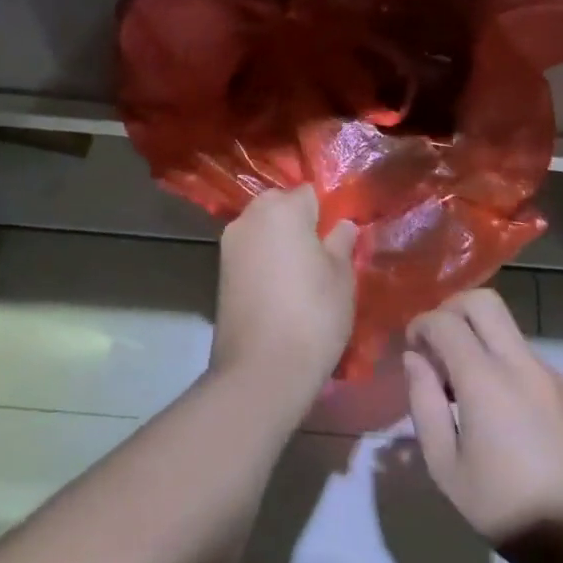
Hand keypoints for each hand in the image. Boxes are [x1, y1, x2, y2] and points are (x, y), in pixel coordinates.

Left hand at [213, 186, 357, 404]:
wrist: (261, 370)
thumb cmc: (313, 314)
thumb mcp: (341, 277)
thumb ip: (341, 243)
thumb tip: (342, 225)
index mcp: (282, 209)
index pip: (310, 192)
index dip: (327, 211)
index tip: (339, 236)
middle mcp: (250, 217)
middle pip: (280, 206)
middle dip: (300, 222)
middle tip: (323, 255)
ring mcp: (230, 245)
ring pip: (263, 229)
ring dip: (280, 242)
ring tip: (303, 275)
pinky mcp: (220, 272)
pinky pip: (250, 253)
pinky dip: (265, 262)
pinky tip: (281, 289)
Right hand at [404, 289, 562, 551]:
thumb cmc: (506, 509)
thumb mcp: (446, 467)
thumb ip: (424, 403)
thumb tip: (415, 360)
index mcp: (485, 380)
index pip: (445, 321)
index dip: (421, 325)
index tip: (413, 348)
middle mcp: (521, 364)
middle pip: (484, 302)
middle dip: (452, 310)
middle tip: (438, 345)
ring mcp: (553, 376)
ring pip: (508, 333)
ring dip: (480, 342)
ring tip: (469, 392)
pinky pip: (531, 363)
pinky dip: (507, 369)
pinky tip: (508, 417)